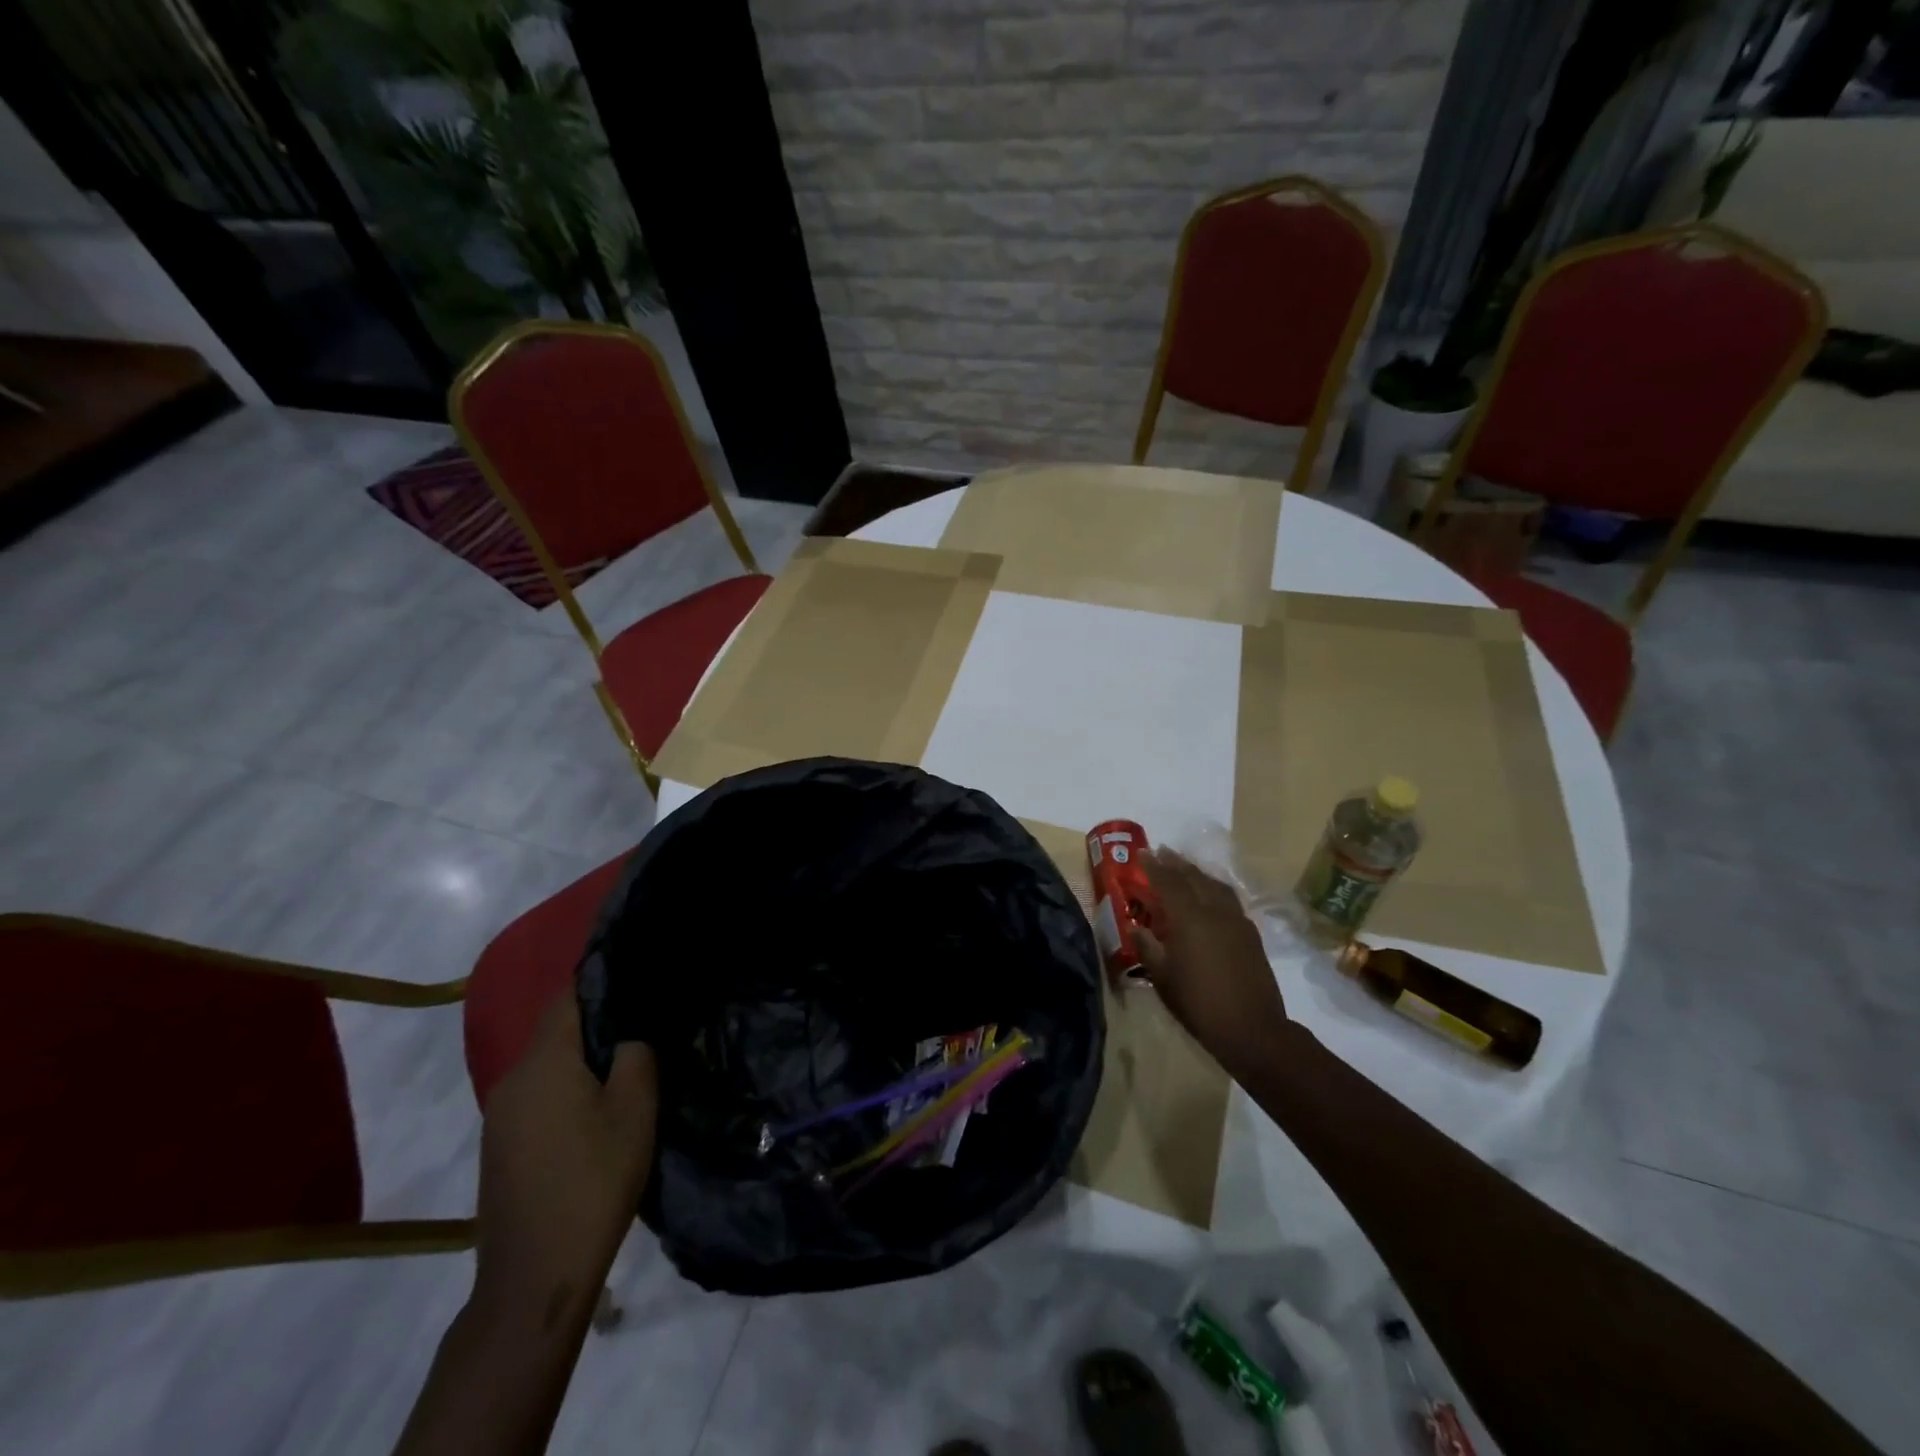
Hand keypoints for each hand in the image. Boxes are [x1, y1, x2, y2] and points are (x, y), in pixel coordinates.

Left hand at [472, 994, 657, 1329]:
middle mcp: (512, 1081)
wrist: (534, 1278)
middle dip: (597, 1023)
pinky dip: (566, 1091)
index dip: (601, 980)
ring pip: (547, 1067)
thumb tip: (629, 1034)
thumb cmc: (593, 1181)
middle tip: (643, 1025)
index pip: (567, 998)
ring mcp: (500, 1118)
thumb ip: (636, 1055)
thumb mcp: (635, 1110)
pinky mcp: (500, 1149)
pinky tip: (596, 1112)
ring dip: (582, 1061)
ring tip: (625, 1067)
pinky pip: (538, 1097)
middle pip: (556, 1032)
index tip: (636, 974)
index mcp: (543, 1063)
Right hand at [1135, 849, 1289, 1070]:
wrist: (1252, 1029)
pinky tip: (1210, 896)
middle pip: (1194, 877)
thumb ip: (1148, 947)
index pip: (1168, 882)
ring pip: (1215, 885)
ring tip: (1185, 868)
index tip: (1142, 852)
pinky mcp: (1250, 934)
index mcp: (1189, 918)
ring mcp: (1236, 920)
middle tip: (1162, 851)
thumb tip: (1137, 928)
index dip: (1154, 866)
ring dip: (1198, 873)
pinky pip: (1229, 899)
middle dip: (1176, 863)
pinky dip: (1214, 889)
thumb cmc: (1199, 1003)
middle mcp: (1214, 911)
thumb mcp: (1162, 977)